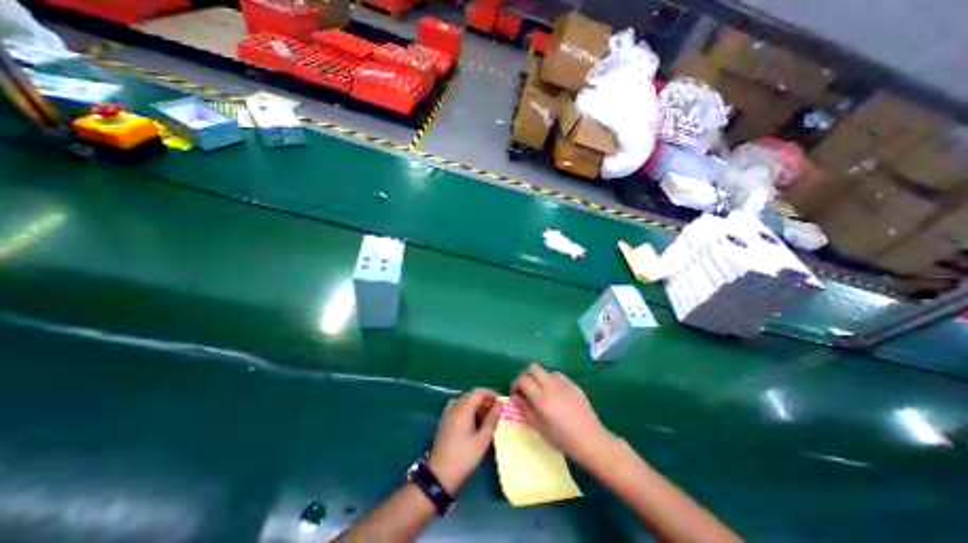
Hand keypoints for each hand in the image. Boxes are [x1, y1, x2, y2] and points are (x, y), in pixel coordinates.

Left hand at [427, 388, 498, 492]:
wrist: (439, 475)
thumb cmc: (463, 457)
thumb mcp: (482, 440)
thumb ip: (491, 420)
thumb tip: (499, 406)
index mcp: (463, 408)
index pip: (479, 392)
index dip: (491, 393)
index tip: (501, 401)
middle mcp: (454, 406)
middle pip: (471, 395)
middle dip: (485, 400)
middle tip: (497, 411)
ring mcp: (447, 413)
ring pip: (465, 401)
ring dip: (477, 405)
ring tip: (488, 417)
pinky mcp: (445, 420)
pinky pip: (459, 407)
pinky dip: (468, 409)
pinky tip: (474, 421)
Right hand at [508, 363, 609, 464]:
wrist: (590, 439)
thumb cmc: (562, 438)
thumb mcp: (539, 427)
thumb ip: (525, 409)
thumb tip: (515, 396)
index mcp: (541, 398)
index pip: (523, 380)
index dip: (516, 384)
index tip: (516, 394)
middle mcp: (551, 385)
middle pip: (533, 367)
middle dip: (526, 375)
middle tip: (526, 389)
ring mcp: (563, 382)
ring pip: (545, 370)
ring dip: (539, 378)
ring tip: (541, 392)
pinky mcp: (572, 384)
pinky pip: (557, 375)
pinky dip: (551, 380)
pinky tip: (555, 394)